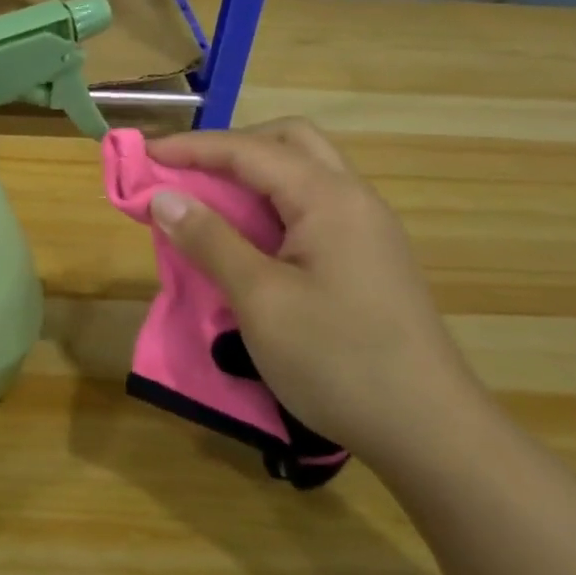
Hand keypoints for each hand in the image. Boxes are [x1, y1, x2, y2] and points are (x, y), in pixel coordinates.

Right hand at [146, 118, 482, 466]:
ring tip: (210, 202)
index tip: (144, 155)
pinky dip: (272, 204)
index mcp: (329, 198)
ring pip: (304, 172)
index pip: (249, 150)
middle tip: (187, 173)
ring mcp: (367, 228)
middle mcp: (353, 198)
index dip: (192, 148)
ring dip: (253, 174)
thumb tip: (162, 197)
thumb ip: (210, 241)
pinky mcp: (368, 258)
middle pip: (288, 141)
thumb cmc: (339, 361)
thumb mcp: (261, 300)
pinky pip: (313, 206)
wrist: (431, 433)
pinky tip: (250, 238)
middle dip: (231, 147)